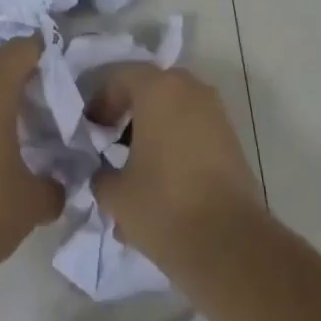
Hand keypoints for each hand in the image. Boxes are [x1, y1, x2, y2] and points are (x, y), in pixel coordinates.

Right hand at [89, 65, 263, 270]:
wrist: (229, 243)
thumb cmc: (164, 206)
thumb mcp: (115, 194)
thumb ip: (100, 173)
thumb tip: (102, 171)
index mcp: (158, 89)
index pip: (120, 76)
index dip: (100, 101)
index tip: (90, 130)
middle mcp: (190, 89)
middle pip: (150, 88)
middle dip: (128, 111)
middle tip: (110, 141)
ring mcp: (215, 112)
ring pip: (174, 108)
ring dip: (152, 128)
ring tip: (134, 166)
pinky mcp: (230, 138)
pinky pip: (193, 127)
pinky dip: (174, 141)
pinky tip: (161, 179)